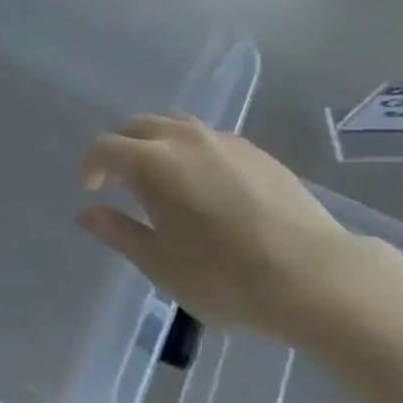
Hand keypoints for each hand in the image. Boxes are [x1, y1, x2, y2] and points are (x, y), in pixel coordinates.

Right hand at [78, 115, 384, 343]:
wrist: (315, 276)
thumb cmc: (227, 278)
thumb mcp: (162, 265)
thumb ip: (120, 232)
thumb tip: (87, 212)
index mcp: (154, 162)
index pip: (106, 146)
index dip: (91, 164)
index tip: (90, 188)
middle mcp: (185, 138)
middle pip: (138, 125)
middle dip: (120, 147)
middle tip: (118, 180)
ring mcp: (223, 140)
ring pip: (175, 124)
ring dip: (155, 142)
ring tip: (160, 178)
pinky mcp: (255, 151)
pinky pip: (208, 138)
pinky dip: (190, 149)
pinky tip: (204, 184)